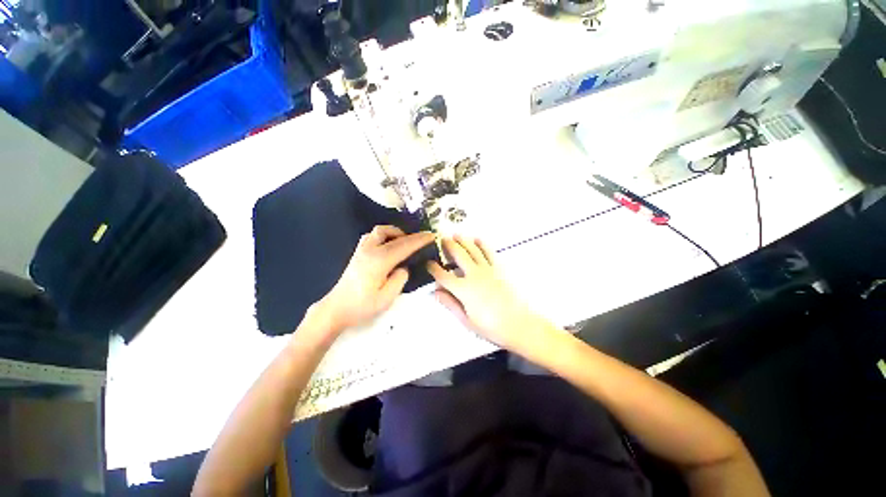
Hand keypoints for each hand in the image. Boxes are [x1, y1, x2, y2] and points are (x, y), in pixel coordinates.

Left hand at [314, 226, 434, 333]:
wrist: (336, 309)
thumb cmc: (361, 306)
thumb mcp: (386, 298)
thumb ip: (399, 279)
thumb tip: (403, 268)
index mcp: (379, 261)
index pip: (404, 246)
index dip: (419, 240)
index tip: (432, 236)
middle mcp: (370, 250)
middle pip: (393, 234)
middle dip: (411, 235)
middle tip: (423, 238)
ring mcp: (362, 250)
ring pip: (380, 231)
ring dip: (395, 232)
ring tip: (405, 241)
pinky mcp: (358, 253)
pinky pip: (373, 236)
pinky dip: (385, 236)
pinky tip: (389, 245)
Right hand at [427, 236, 553, 355]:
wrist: (519, 324)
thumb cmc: (490, 327)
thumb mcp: (466, 320)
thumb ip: (449, 304)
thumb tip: (435, 292)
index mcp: (463, 290)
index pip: (443, 276)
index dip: (433, 268)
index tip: (428, 263)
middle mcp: (474, 275)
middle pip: (458, 255)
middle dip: (448, 246)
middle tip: (441, 239)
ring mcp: (487, 270)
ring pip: (472, 250)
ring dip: (463, 241)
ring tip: (455, 235)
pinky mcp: (499, 269)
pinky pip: (489, 252)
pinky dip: (482, 244)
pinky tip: (477, 239)